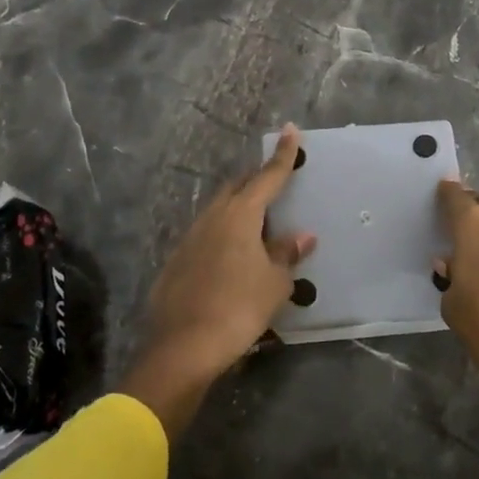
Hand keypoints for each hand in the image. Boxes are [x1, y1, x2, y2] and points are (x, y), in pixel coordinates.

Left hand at [120, 126, 314, 436]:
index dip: (282, 155)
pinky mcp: (177, 260)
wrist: (183, 348)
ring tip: (258, 225)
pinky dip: (224, 236)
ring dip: (239, 210)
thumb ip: (287, 254)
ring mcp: (190, 237)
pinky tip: (231, 257)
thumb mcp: (274, 283)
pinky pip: (207, 235)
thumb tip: (301, 235)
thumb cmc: (238, 308)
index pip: (267, 177)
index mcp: (240, 215)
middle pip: (238, 188)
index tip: (290, 130)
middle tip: (275, 183)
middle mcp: (213, 217)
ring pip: (219, 211)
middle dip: (257, 181)